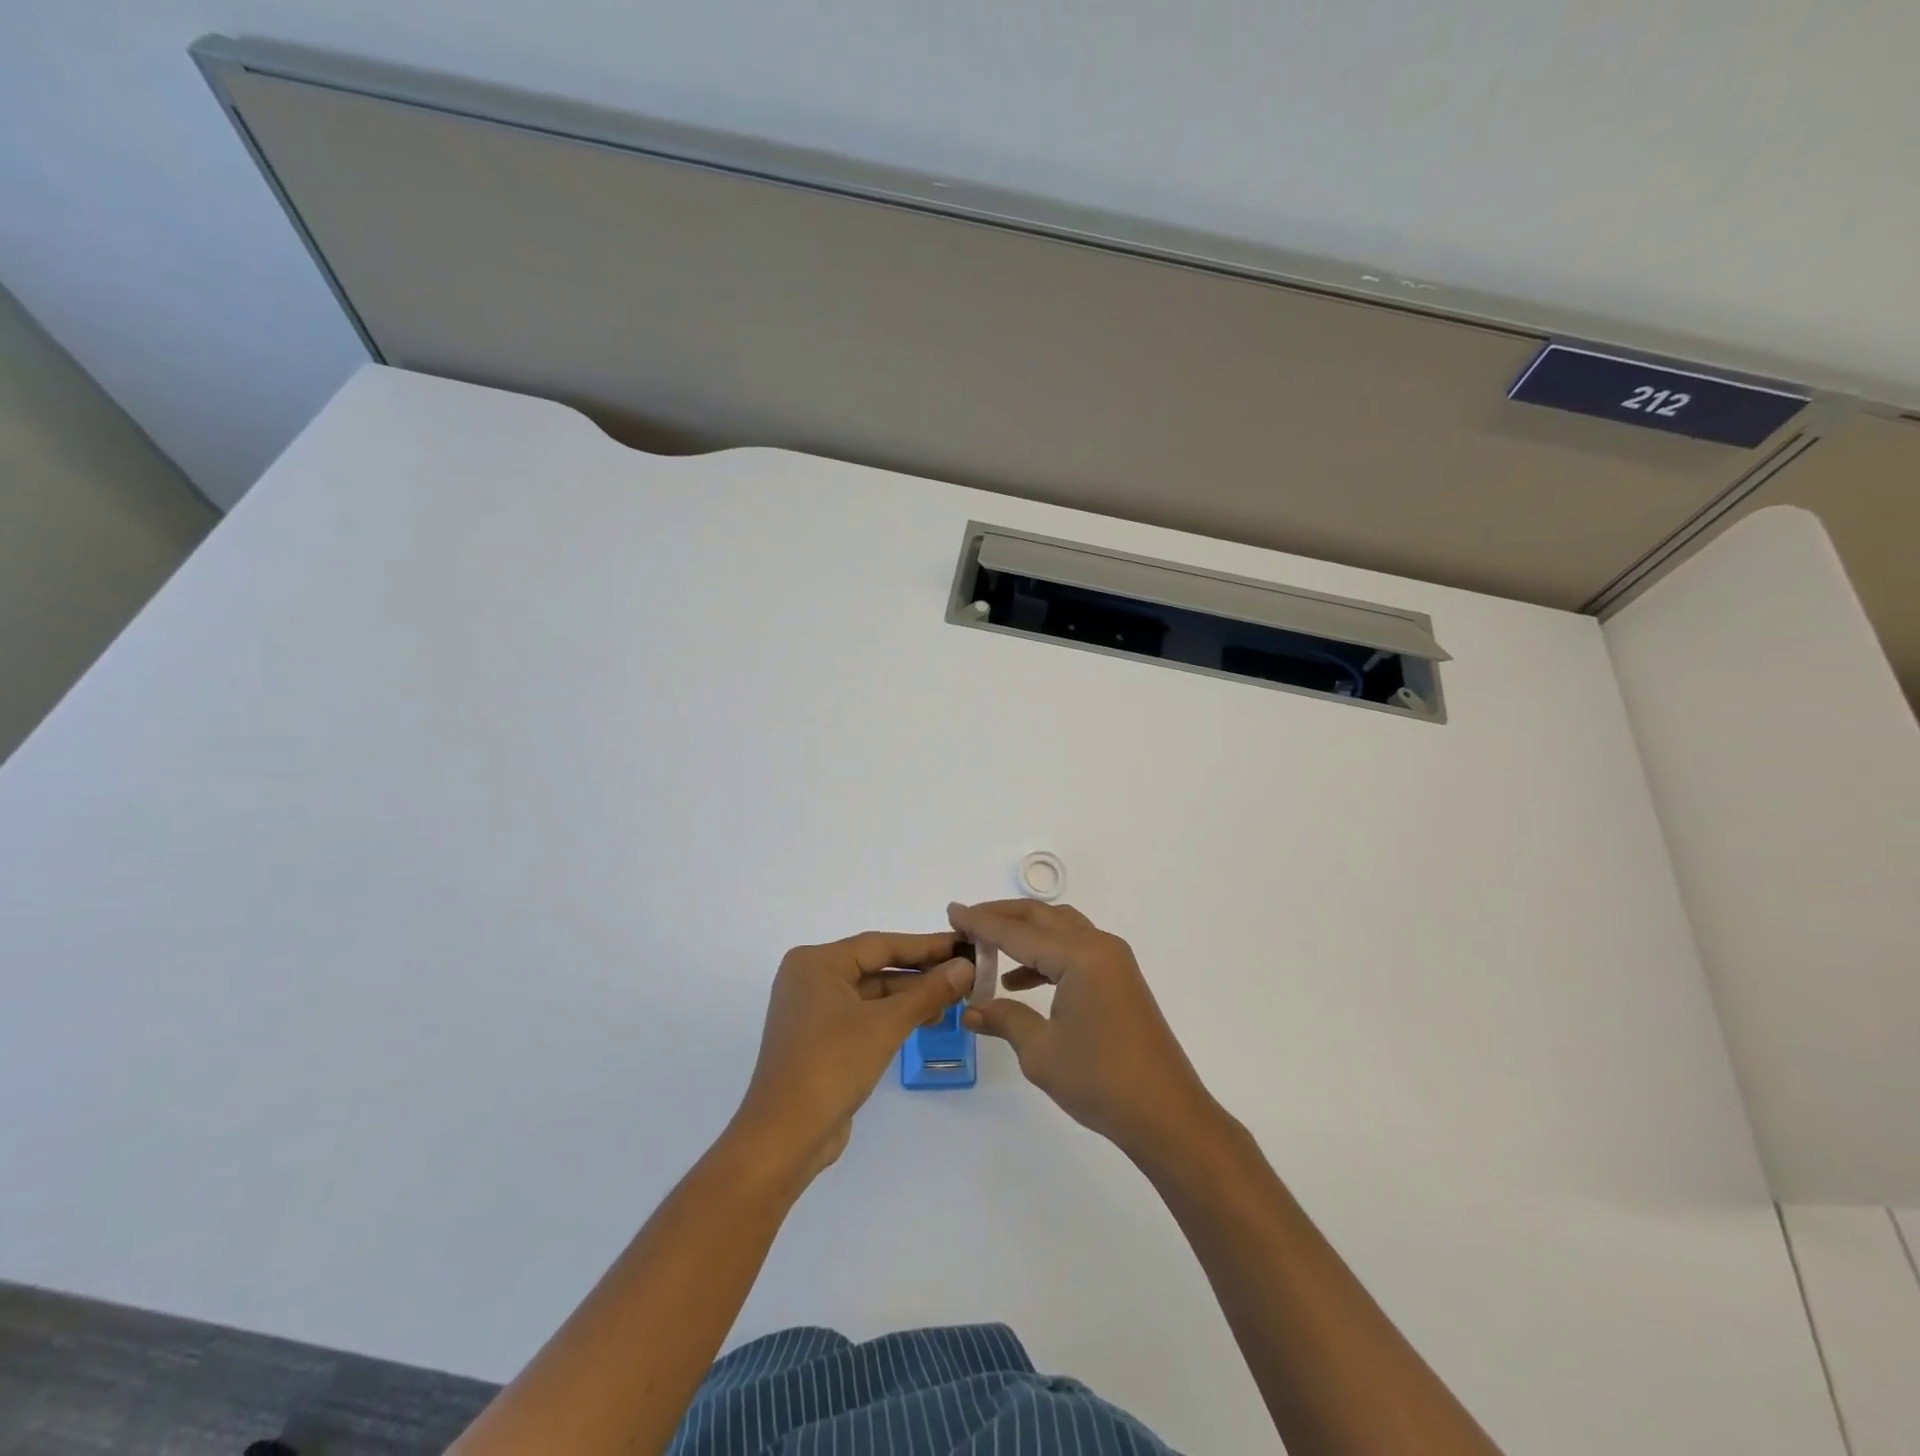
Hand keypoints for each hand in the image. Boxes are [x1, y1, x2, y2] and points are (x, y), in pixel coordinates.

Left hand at [732, 931, 973, 1183]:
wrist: (785, 1136)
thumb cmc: (831, 1065)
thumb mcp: (886, 1024)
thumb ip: (928, 992)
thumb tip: (966, 967)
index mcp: (817, 962)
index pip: (881, 944)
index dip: (925, 945)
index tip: (962, 943)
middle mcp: (810, 978)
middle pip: (875, 966)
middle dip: (920, 972)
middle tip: (964, 972)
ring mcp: (812, 1010)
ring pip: (871, 992)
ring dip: (910, 996)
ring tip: (953, 999)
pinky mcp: (819, 1038)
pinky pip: (863, 1015)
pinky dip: (892, 1015)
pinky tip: (926, 1019)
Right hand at [951, 900, 1220, 1161]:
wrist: (1166, 1115)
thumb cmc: (1100, 1080)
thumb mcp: (1041, 1051)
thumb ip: (1004, 1019)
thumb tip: (971, 1008)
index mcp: (1080, 956)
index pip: (1019, 932)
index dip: (982, 922)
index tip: (952, 911)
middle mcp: (1099, 946)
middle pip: (1042, 918)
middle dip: (1002, 917)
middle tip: (966, 922)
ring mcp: (1114, 962)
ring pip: (1060, 930)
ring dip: (1024, 934)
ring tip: (987, 948)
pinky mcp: (1119, 980)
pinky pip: (1075, 951)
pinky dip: (1045, 956)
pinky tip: (1020, 981)